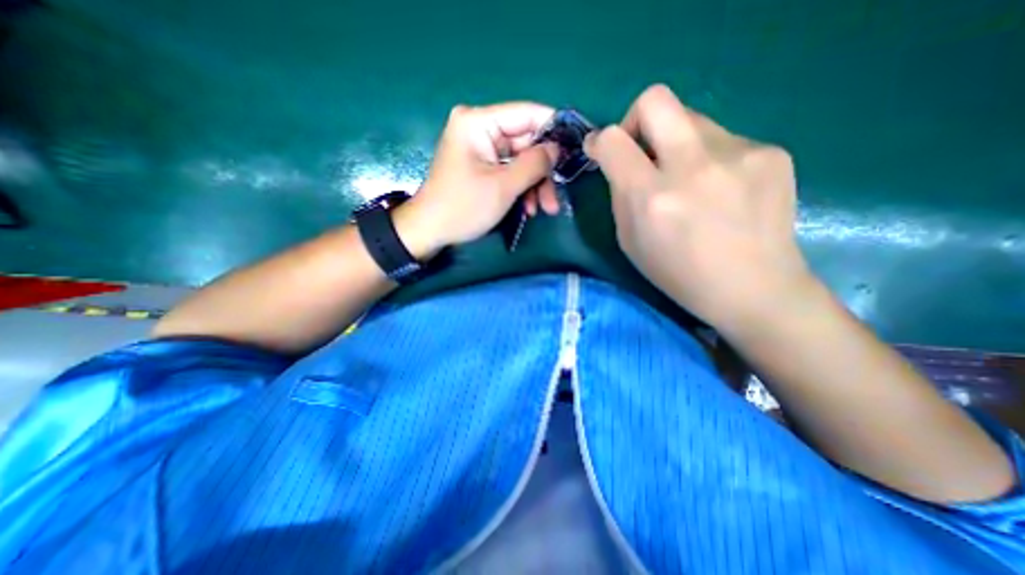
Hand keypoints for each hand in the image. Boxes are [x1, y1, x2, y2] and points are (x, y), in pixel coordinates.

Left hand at [399, 100, 558, 254]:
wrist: (430, 231)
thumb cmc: (463, 207)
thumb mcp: (503, 186)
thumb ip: (534, 164)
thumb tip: (557, 148)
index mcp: (478, 122)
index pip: (527, 114)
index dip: (554, 128)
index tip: (577, 145)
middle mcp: (479, 129)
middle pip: (526, 142)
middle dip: (543, 172)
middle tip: (556, 197)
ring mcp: (480, 149)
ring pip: (520, 160)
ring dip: (535, 185)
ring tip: (545, 209)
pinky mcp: (481, 166)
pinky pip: (509, 171)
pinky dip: (521, 189)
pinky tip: (528, 209)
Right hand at [583, 83, 817, 329]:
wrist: (753, 288)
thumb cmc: (679, 274)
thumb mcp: (630, 242)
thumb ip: (621, 196)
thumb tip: (619, 164)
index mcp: (652, 197)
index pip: (614, 140)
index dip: (600, 140)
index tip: (600, 150)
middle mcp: (693, 166)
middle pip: (655, 99)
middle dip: (635, 119)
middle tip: (639, 149)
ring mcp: (739, 154)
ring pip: (691, 118)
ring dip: (675, 143)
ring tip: (688, 180)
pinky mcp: (770, 152)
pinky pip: (722, 139)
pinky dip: (708, 158)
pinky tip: (720, 189)